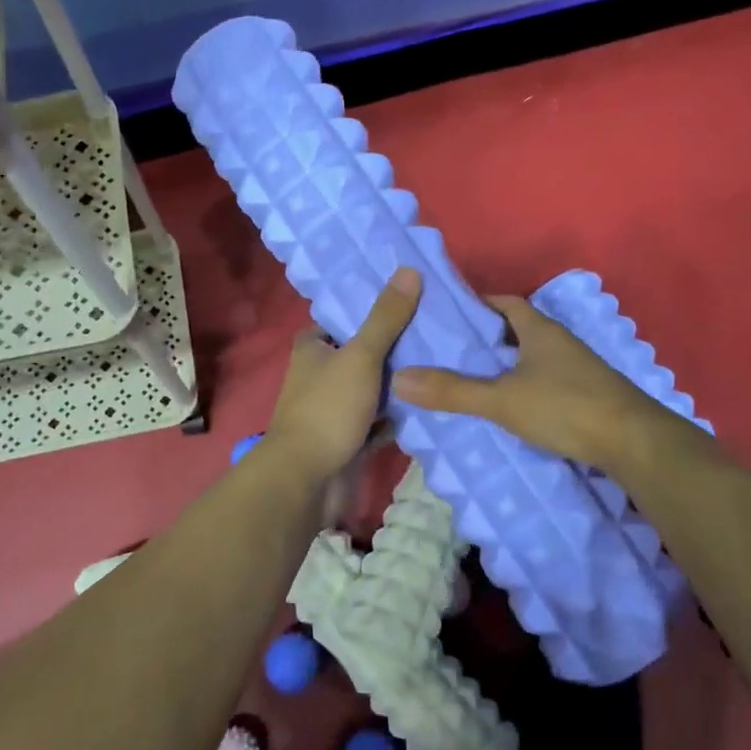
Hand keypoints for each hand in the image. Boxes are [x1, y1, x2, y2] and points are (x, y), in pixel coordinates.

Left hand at [263, 267, 421, 481]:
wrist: (307, 481)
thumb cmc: (328, 409)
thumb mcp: (361, 356)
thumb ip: (385, 317)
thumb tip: (409, 269)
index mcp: (313, 347)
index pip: (345, 318)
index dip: (374, 309)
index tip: (412, 300)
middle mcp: (320, 374)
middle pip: (363, 353)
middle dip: (395, 348)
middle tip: (439, 332)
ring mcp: (334, 409)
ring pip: (373, 388)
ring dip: (400, 384)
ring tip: (443, 364)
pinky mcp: (348, 438)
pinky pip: (379, 420)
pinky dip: (398, 415)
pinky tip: (430, 404)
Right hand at [393, 295, 711, 474]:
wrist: (634, 443)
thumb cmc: (566, 406)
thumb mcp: (502, 399)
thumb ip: (453, 391)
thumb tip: (400, 378)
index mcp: (540, 330)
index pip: (505, 303)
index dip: (479, 304)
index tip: (450, 314)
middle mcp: (560, 342)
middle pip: (518, 329)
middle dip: (488, 337)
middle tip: (452, 350)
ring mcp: (577, 369)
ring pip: (533, 357)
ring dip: (507, 363)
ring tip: (472, 378)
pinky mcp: (587, 394)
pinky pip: (546, 380)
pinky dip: (524, 385)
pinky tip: (509, 405)